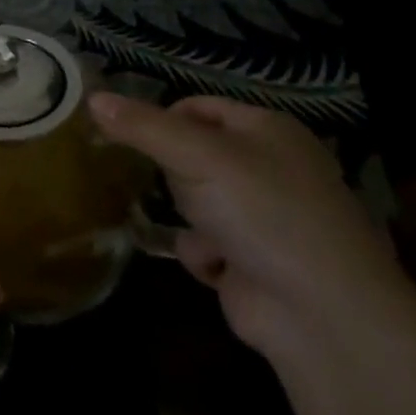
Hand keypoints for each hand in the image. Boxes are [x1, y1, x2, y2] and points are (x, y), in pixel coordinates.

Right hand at [89, 93, 407, 361]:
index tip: (130, 135)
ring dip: (187, 215)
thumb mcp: (195, 155)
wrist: (324, 315)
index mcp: (268, 130)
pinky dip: (202, 252)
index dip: (162, 117)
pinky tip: (216, 265)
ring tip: (196, 227)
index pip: (197, 106)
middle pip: (192, 152)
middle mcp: (269, 168)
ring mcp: (264, 217)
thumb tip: (92, 98)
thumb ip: (141, 126)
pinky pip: (203, 242)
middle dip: (174, 172)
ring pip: (193, 198)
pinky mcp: (253, 260)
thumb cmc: (263, 213)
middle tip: (172, 183)